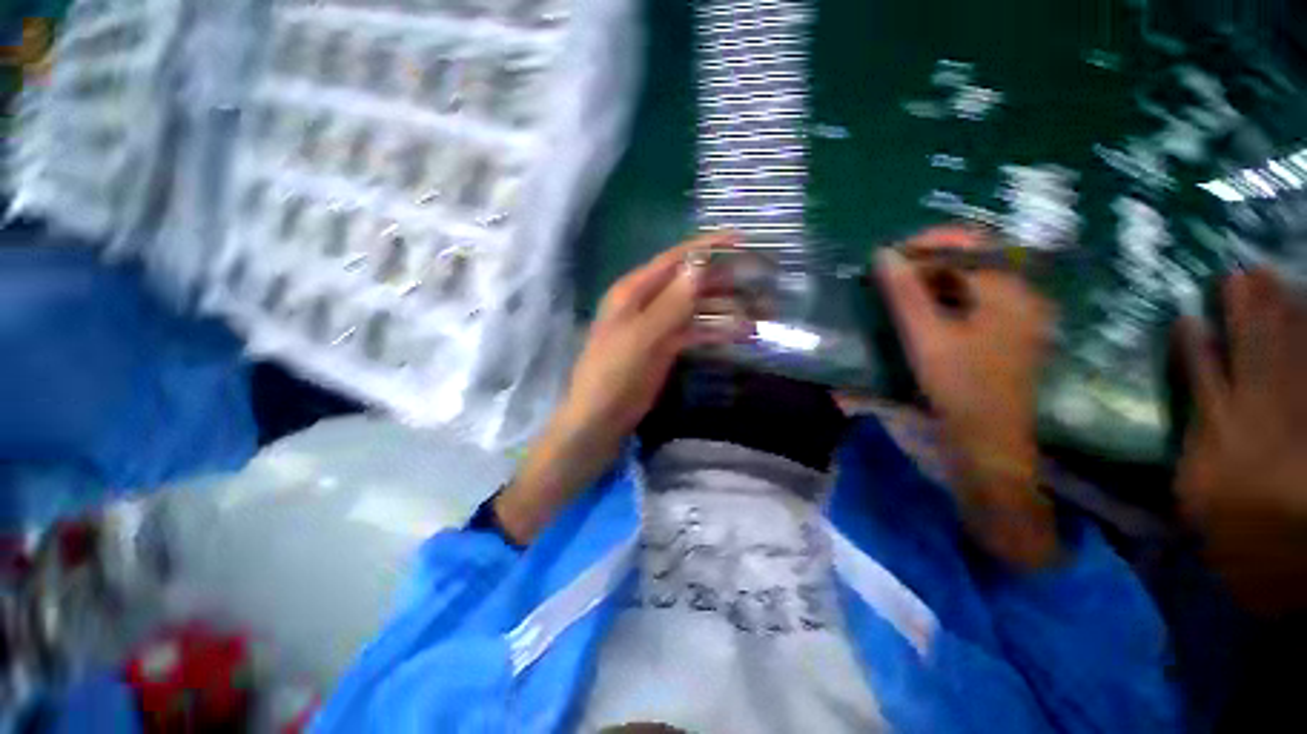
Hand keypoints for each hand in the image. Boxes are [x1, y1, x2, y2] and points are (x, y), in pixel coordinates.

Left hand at [494, 233, 735, 543]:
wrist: (601, 418)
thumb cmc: (613, 374)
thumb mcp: (641, 337)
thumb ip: (671, 303)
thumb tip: (699, 266)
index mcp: (634, 292)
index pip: (674, 261)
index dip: (707, 248)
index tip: (741, 240)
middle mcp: (647, 302)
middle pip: (690, 283)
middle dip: (724, 281)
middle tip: (760, 281)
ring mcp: (658, 326)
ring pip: (697, 309)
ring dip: (727, 309)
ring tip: (761, 314)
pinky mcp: (666, 347)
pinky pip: (696, 332)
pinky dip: (717, 332)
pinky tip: (741, 334)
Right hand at [877, 226, 1058, 567]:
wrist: (987, 442)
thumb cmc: (959, 387)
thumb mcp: (926, 336)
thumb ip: (905, 293)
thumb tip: (883, 255)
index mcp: (1010, 291)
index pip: (972, 243)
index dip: (928, 242)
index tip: (890, 256)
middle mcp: (1022, 296)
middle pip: (975, 259)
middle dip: (930, 260)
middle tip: (892, 274)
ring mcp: (1018, 317)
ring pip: (974, 280)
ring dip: (936, 278)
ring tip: (901, 290)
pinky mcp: (1007, 336)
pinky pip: (976, 301)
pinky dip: (947, 297)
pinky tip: (924, 311)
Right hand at [1176, 268, 1306, 614]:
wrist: (1296, 546)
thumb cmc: (1241, 532)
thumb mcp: (1201, 502)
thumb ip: (1193, 454)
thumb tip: (1183, 419)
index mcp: (1225, 429)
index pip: (1204, 375)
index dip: (1196, 344)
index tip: (1184, 315)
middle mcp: (1262, 408)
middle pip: (1254, 350)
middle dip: (1247, 310)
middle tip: (1243, 271)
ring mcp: (1300, 406)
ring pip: (1291, 348)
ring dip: (1281, 313)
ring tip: (1272, 279)